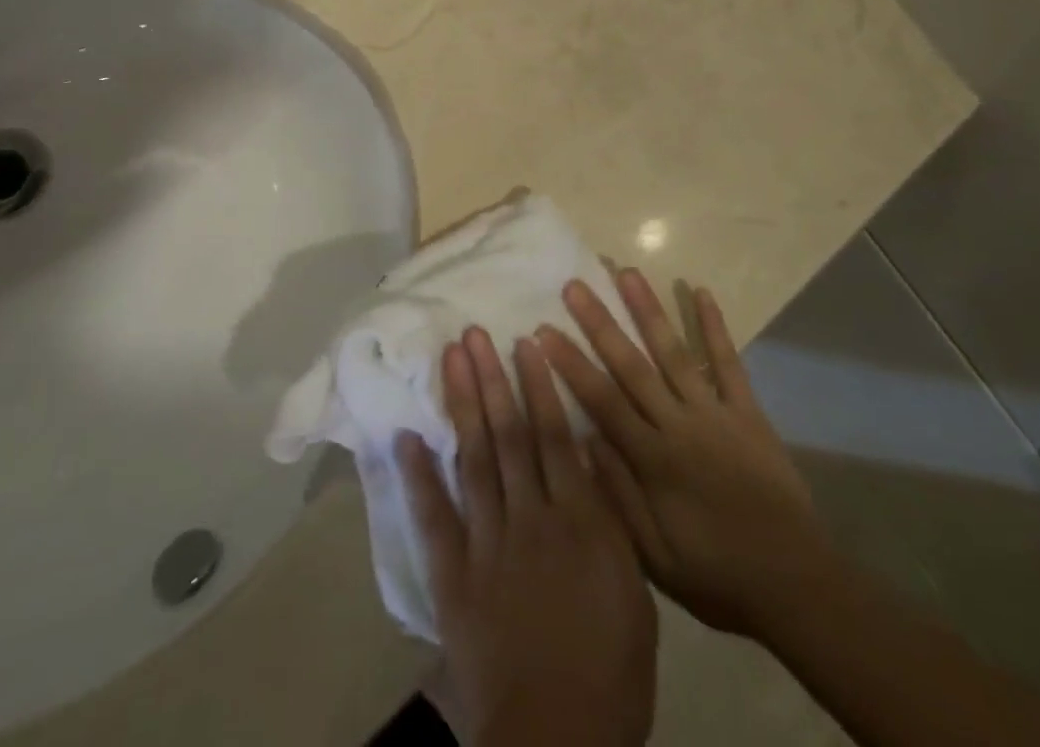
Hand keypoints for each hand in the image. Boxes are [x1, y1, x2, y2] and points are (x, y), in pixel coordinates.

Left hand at [397, 327, 657, 746]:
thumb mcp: (634, 591)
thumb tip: (590, 454)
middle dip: (492, 379)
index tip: (525, 342)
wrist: (558, 739)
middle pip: (509, 436)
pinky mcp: (452, 573)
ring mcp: (486, 542)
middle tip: (475, 333)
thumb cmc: (611, 670)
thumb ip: (610, 518)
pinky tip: (405, 435)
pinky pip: (433, 515)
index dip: (538, 386)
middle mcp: (530, 517)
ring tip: (452, 359)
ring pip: (474, 458)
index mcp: (578, 521)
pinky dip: (417, 474)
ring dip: (462, 405)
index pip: (554, 437)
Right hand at [539, 271, 834, 640]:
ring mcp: (716, 413)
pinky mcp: (748, 412)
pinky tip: (701, 292)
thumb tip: (583, 438)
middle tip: (574, 286)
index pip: (602, 401)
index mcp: (653, 460)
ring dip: (649, 310)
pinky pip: (728, 363)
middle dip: (600, 323)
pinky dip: (715, 327)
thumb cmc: (717, 576)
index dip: (570, 364)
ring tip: (626, 272)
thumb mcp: (656, 558)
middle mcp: (680, 425)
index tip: (542, 331)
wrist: (797, 586)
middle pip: (632, 365)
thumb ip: (618, 496)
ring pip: (675, 352)